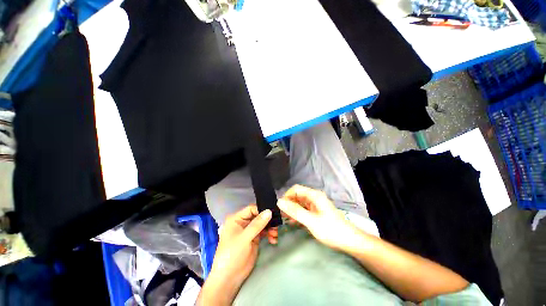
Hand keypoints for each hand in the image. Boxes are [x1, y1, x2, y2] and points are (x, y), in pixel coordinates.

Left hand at [198, 205, 276, 305]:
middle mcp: (243, 223)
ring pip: (262, 224)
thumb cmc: (233, 254)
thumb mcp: (245, 238)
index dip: (262, 210)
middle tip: (276, 225)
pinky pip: (264, 232)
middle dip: (268, 220)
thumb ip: (257, 224)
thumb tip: (269, 211)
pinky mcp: (254, 239)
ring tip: (275, 235)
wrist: (229, 278)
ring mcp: (249, 231)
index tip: (273, 213)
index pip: (251, 209)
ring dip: (270, 228)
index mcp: (236, 219)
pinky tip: (273, 240)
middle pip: (258, 216)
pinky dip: (269, 234)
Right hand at [277, 185, 360, 250]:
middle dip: (289, 203)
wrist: (349, 241)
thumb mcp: (311, 221)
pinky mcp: (316, 211)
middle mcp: (314, 197)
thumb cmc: (331, 230)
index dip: (287, 196)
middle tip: (282, 215)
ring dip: (292, 209)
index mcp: (314, 195)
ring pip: (300, 203)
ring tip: (286, 219)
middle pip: (297, 195)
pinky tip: (294, 221)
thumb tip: (280, 201)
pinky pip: (304, 209)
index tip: (280, 207)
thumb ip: (295, 211)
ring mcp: (316, 204)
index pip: (296, 189)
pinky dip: (298, 214)